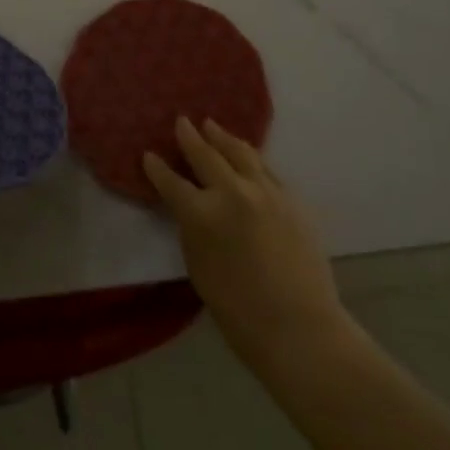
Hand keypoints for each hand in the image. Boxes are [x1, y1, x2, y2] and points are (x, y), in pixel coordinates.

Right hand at [144, 117, 347, 369]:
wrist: (300, 328)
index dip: (157, 169)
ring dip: (222, 138)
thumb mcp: (199, 268)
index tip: (149, 155)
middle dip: (190, 137)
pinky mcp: (290, 198)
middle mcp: (232, 192)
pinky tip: (246, 156)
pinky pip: (265, 169)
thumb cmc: (239, 311)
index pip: (171, 182)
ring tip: (212, 126)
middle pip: (206, 155)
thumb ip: (192, 229)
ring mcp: (265, 191)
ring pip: (240, 152)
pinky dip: (250, 158)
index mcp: (202, 213)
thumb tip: (192, 207)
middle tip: (182, 122)